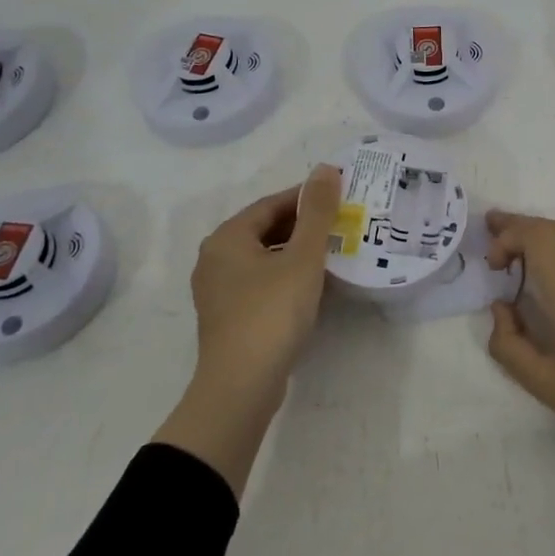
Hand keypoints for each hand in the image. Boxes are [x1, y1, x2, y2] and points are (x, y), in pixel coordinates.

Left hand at [153, 165, 342, 495]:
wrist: (240, 387)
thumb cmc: (272, 313)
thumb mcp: (302, 257)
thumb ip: (317, 212)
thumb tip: (326, 168)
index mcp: (227, 237)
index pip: (271, 204)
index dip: (306, 198)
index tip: (339, 199)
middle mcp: (214, 258)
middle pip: (265, 229)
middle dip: (303, 226)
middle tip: (340, 226)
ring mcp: (217, 290)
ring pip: (263, 257)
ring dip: (295, 253)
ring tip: (331, 254)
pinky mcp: (227, 316)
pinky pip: (259, 282)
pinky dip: (284, 276)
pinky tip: (310, 286)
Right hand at [484, 211, 554, 546]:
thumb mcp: (546, 386)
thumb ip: (510, 345)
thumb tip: (501, 308)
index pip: (537, 235)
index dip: (508, 237)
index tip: (493, 266)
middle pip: (554, 227)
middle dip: (520, 226)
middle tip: (492, 233)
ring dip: (544, 232)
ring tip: (519, 245)